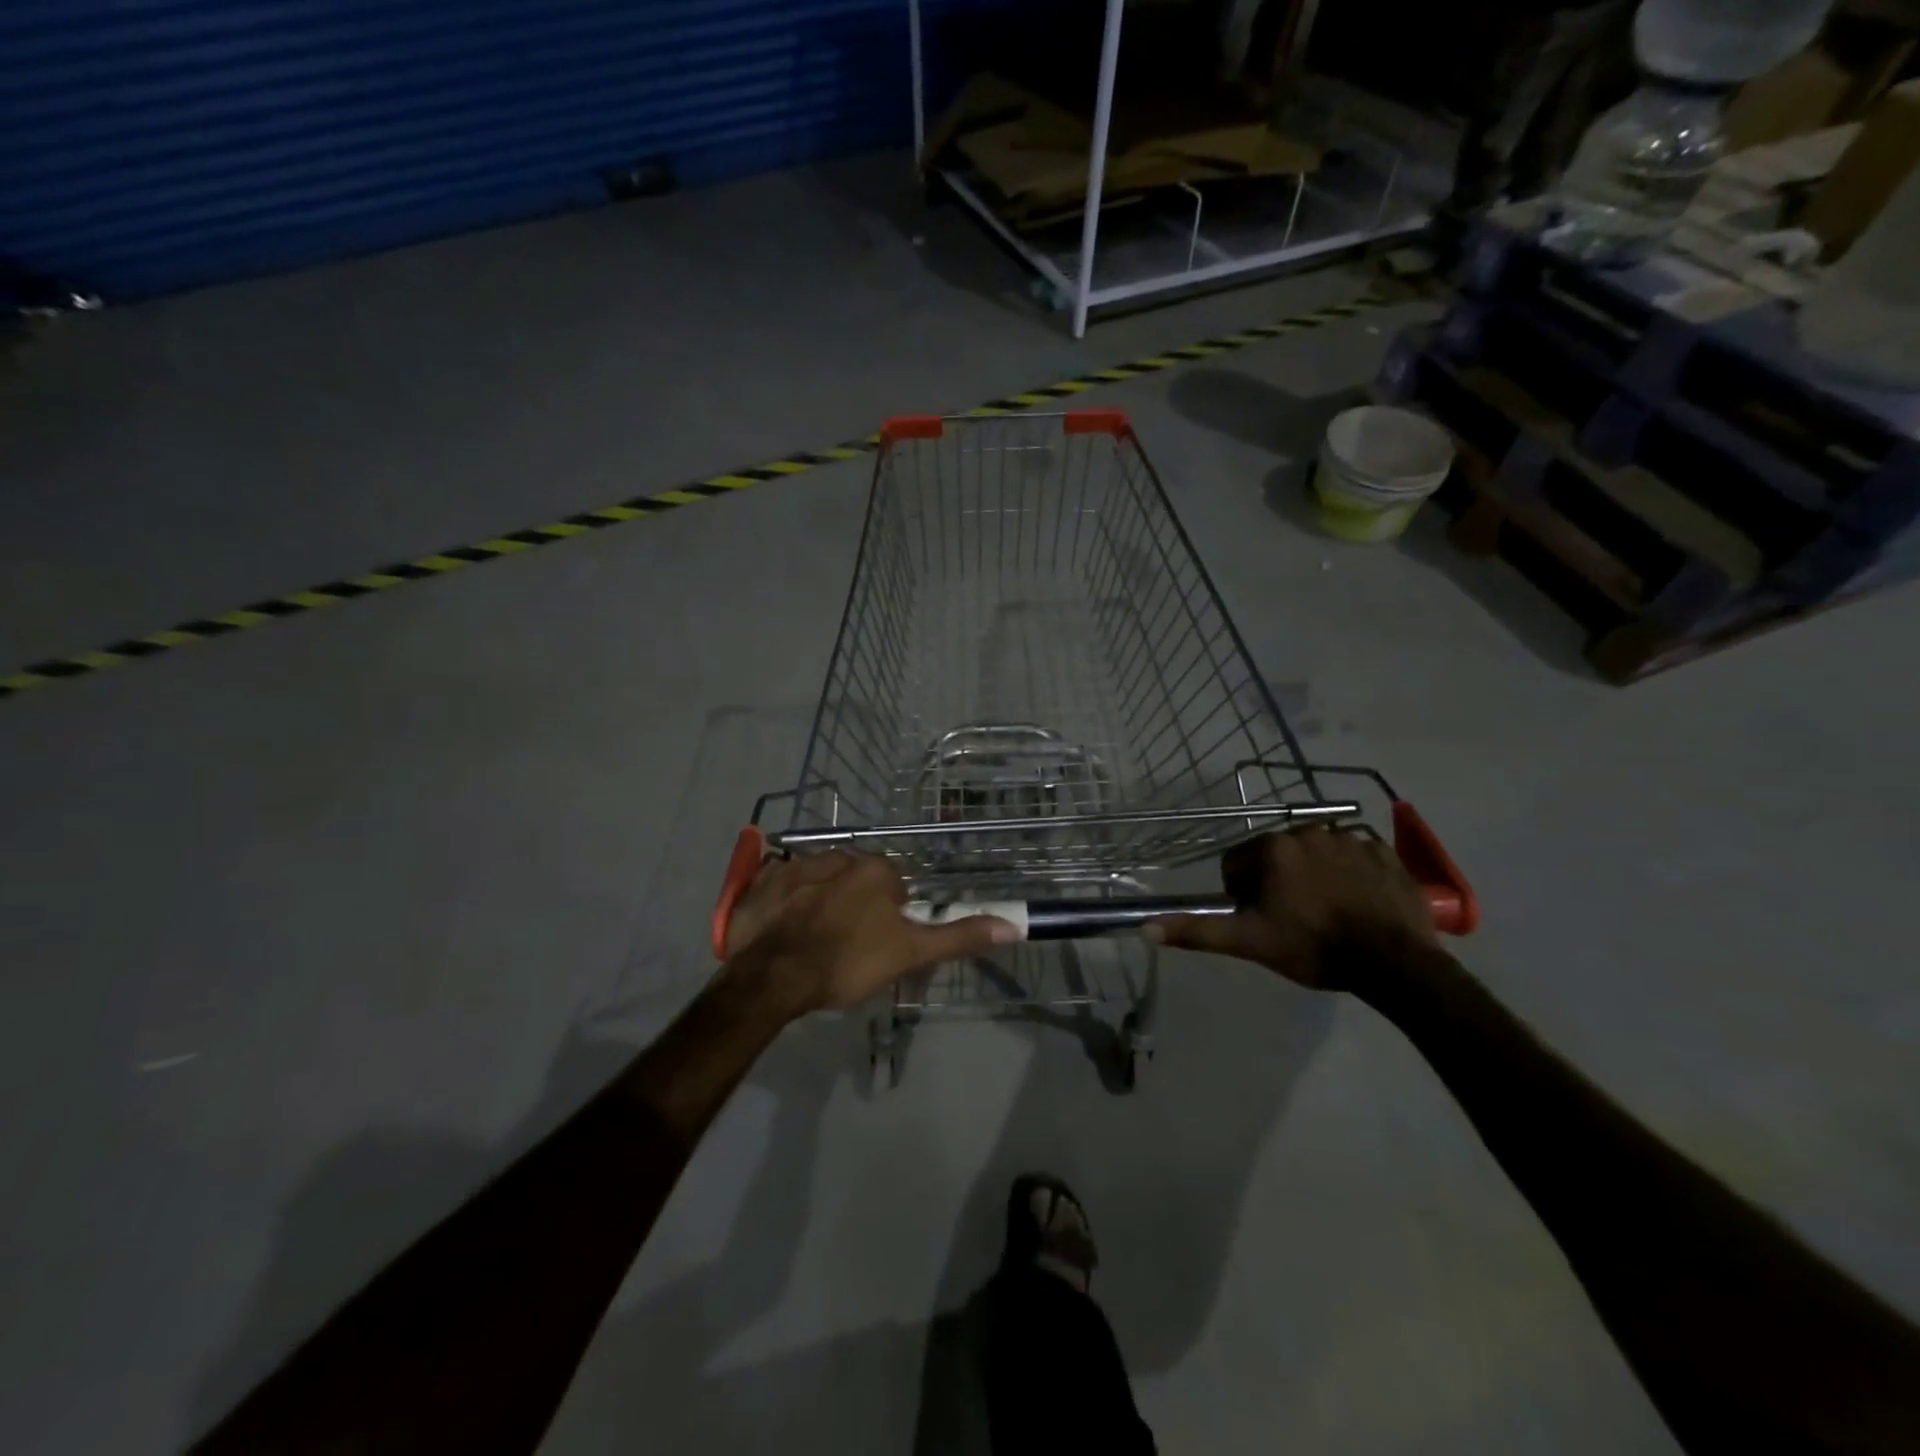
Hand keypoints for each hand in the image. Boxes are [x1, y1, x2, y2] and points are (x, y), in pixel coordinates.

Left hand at [723, 852, 1018, 1014]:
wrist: (773, 976)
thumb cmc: (848, 962)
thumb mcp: (910, 954)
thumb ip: (958, 937)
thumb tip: (1013, 925)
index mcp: (875, 869)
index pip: (894, 886)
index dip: (890, 917)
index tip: (878, 944)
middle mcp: (838, 855)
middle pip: (856, 880)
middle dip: (855, 906)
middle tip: (847, 946)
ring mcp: (796, 865)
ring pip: (820, 880)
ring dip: (820, 901)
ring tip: (812, 941)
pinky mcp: (762, 880)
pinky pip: (782, 885)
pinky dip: (784, 902)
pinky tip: (781, 930)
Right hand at [1145, 827, 1435, 990]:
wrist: (1394, 963)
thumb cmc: (1314, 948)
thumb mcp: (1250, 942)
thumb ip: (1197, 931)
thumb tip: (1145, 928)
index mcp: (1273, 848)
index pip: (1237, 863)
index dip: (1242, 894)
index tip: (1261, 919)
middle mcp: (1308, 831)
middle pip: (1277, 855)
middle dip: (1278, 881)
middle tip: (1293, 918)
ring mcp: (1350, 837)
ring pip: (1316, 853)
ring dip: (1314, 874)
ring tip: (1329, 911)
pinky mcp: (1384, 850)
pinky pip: (1355, 854)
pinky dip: (1351, 871)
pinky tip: (1359, 901)